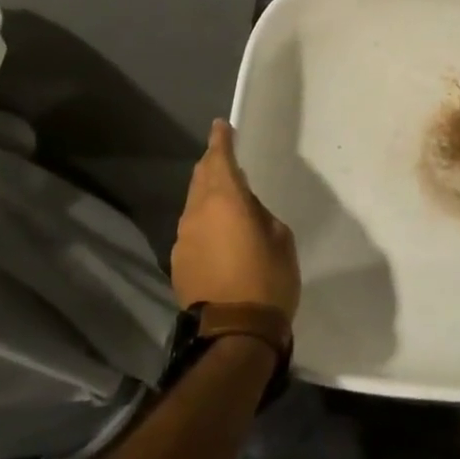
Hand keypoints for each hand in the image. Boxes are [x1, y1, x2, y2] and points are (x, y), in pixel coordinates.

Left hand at [171, 119, 300, 319]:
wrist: (235, 333)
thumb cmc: (268, 279)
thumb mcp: (280, 238)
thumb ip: (260, 214)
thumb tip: (245, 210)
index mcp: (225, 200)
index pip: (219, 159)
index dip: (220, 140)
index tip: (220, 126)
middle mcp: (196, 214)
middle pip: (201, 179)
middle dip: (212, 165)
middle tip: (225, 158)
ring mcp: (183, 240)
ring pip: (194, 206)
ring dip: (208, 197)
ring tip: (226, 200)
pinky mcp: (179, 263)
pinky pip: (192, 231)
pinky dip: (205, 224)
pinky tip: (219, 237)